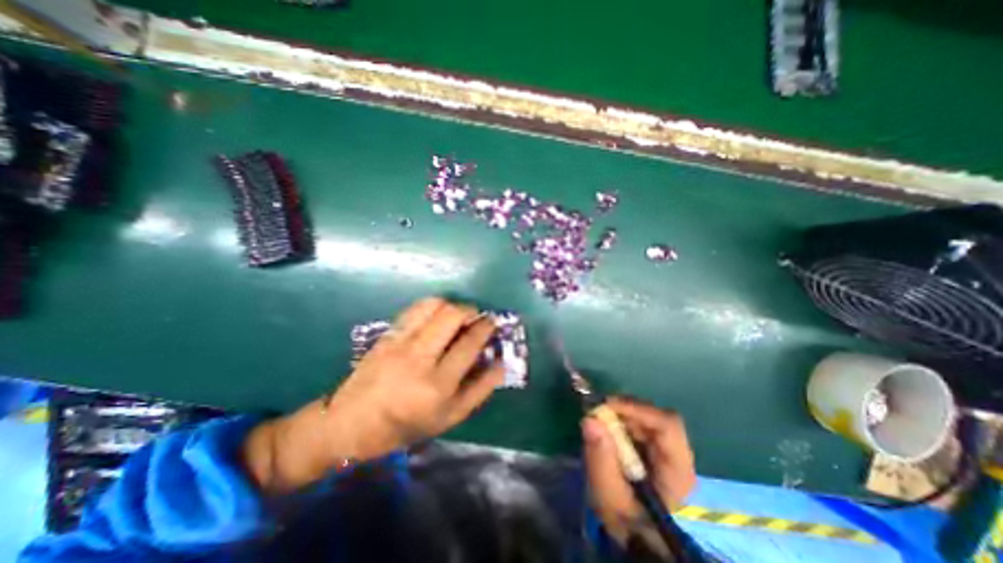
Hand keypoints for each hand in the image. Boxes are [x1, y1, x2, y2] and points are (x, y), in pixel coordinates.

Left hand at [242, 297, 500, 494]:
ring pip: (432, 305)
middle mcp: (419, 358)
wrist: (352, 423)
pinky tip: (436, 316)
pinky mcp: (387, 335)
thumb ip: (480, 390)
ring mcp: (400, 343)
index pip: (469, 343)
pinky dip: (432, 306)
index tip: (491, 322)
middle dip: (470, 310)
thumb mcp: (450, 417)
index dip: (485, 328)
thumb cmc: (406, 424)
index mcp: (437, 385)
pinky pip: (415, 309)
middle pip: (451, 315)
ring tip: (457, 315)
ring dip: (451, 305)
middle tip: (475, 317)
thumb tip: (501, 363)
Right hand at [581, 399, 699, 551]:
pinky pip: (638, 424)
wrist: (636, 537)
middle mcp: (678, 454)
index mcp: (678, 469)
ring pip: (646, 417)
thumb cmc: (627, 522)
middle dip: (625, 410)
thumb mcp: (609, 497)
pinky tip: (607, 430)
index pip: (667, 425)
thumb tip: (590, 419)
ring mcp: (667, 450)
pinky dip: (621, 421)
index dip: (637, 409)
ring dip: (621, 415)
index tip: (605, 406)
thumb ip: (601, 459)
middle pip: (656, 416)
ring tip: (599, 422)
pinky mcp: (654, 448)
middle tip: (597, 413)